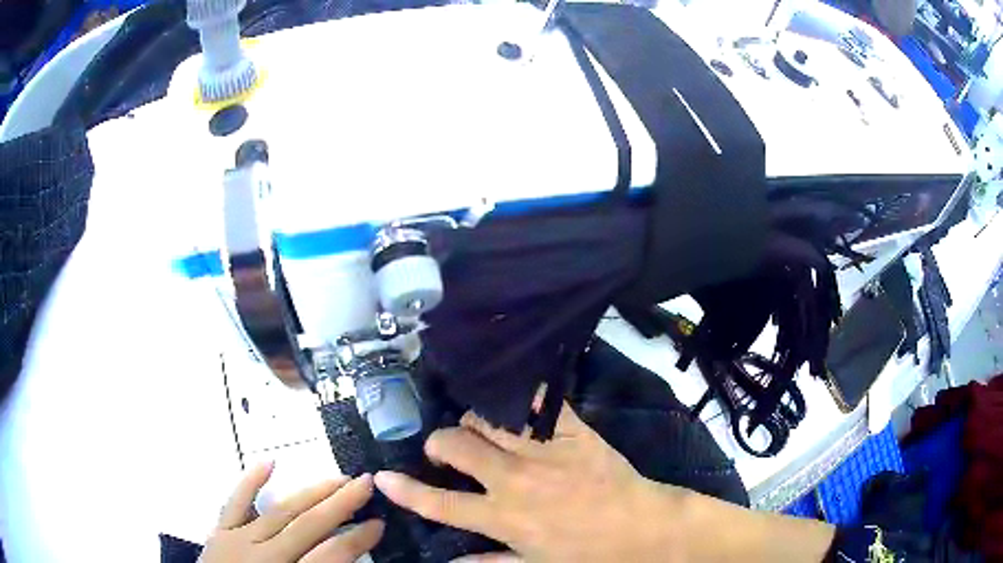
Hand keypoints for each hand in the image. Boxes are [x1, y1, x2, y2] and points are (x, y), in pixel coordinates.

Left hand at [198, 462, 383, 562]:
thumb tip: (345, 559)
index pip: (332, 556)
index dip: (358, 539)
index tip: (379, 523)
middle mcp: (265, 556)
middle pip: (308, 525)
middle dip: (340, 504)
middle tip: (366, 484)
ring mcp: (239, 540)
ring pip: (279, 511)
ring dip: (310, 493)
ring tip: (337, 478)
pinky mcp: (220, 532)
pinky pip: (234, 503)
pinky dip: (250, 482)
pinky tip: (268, 462)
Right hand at [373, 402, 685, 562]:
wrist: (644, 528)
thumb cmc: (589, 555)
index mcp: (504, 517)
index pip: (441, 503)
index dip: (405, 491)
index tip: (381, 477)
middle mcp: (515, 479)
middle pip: (457, 444)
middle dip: (440, 443)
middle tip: (446, 451)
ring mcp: (545, 451)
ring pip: (489, 419)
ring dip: (476, 423)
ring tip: (481, 433)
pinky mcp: (573, 432)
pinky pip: (541, 404)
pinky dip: (523, 400)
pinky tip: (516, 404)